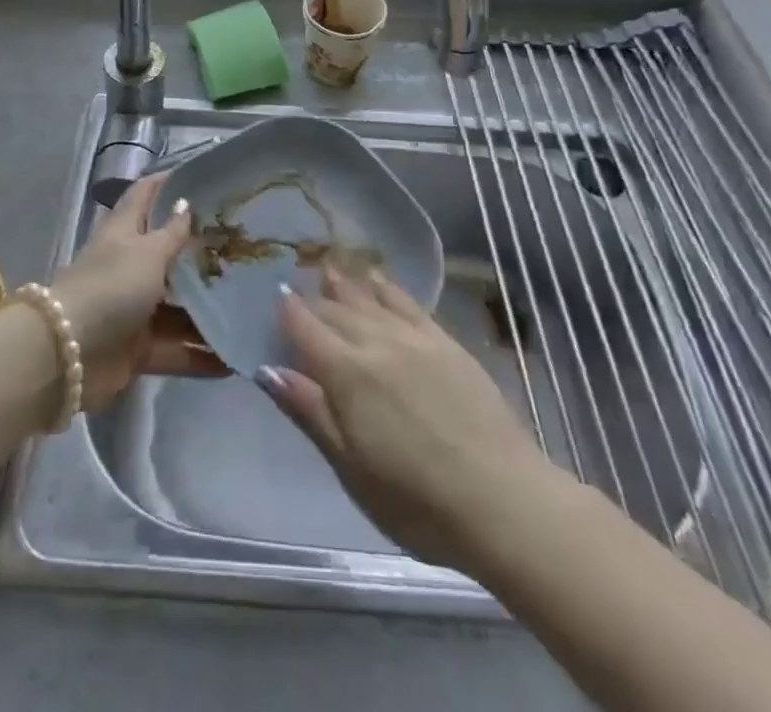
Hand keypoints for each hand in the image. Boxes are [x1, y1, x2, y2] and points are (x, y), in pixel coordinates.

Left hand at [49, 174, 226, 411]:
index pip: (145, 195)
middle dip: (202, 251)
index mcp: (123, 232)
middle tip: (244, 246)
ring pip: (177, 306)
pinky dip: (199, 355)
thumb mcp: (147, 253)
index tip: (206, 177)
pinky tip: (234, 357)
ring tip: (251, 305)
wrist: (68, 355)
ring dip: (207, 309)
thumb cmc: (111, 287)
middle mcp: (128, 266)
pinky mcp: (136, 348)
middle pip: (167, 253)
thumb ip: (172, 233)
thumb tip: (185, 202)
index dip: (169, 182)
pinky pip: (175, 349)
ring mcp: (131, 309)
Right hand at [258, 267, 558, 569]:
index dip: (288, 312)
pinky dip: (387, 288)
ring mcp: (414, 338)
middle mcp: (376, 342)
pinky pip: (408, 303)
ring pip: (369, 299)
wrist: (503, 501)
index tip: (275, 296)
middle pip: (336, 311)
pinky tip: (378, 279)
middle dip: (314, 300)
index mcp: (346, 373)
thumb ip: (309, 412)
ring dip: (346, 284)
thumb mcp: (351, 468)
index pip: (306, 329)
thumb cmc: (416, 501)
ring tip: (329, 268)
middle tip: (297, 286)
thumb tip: (268, 369)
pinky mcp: (446, 343)